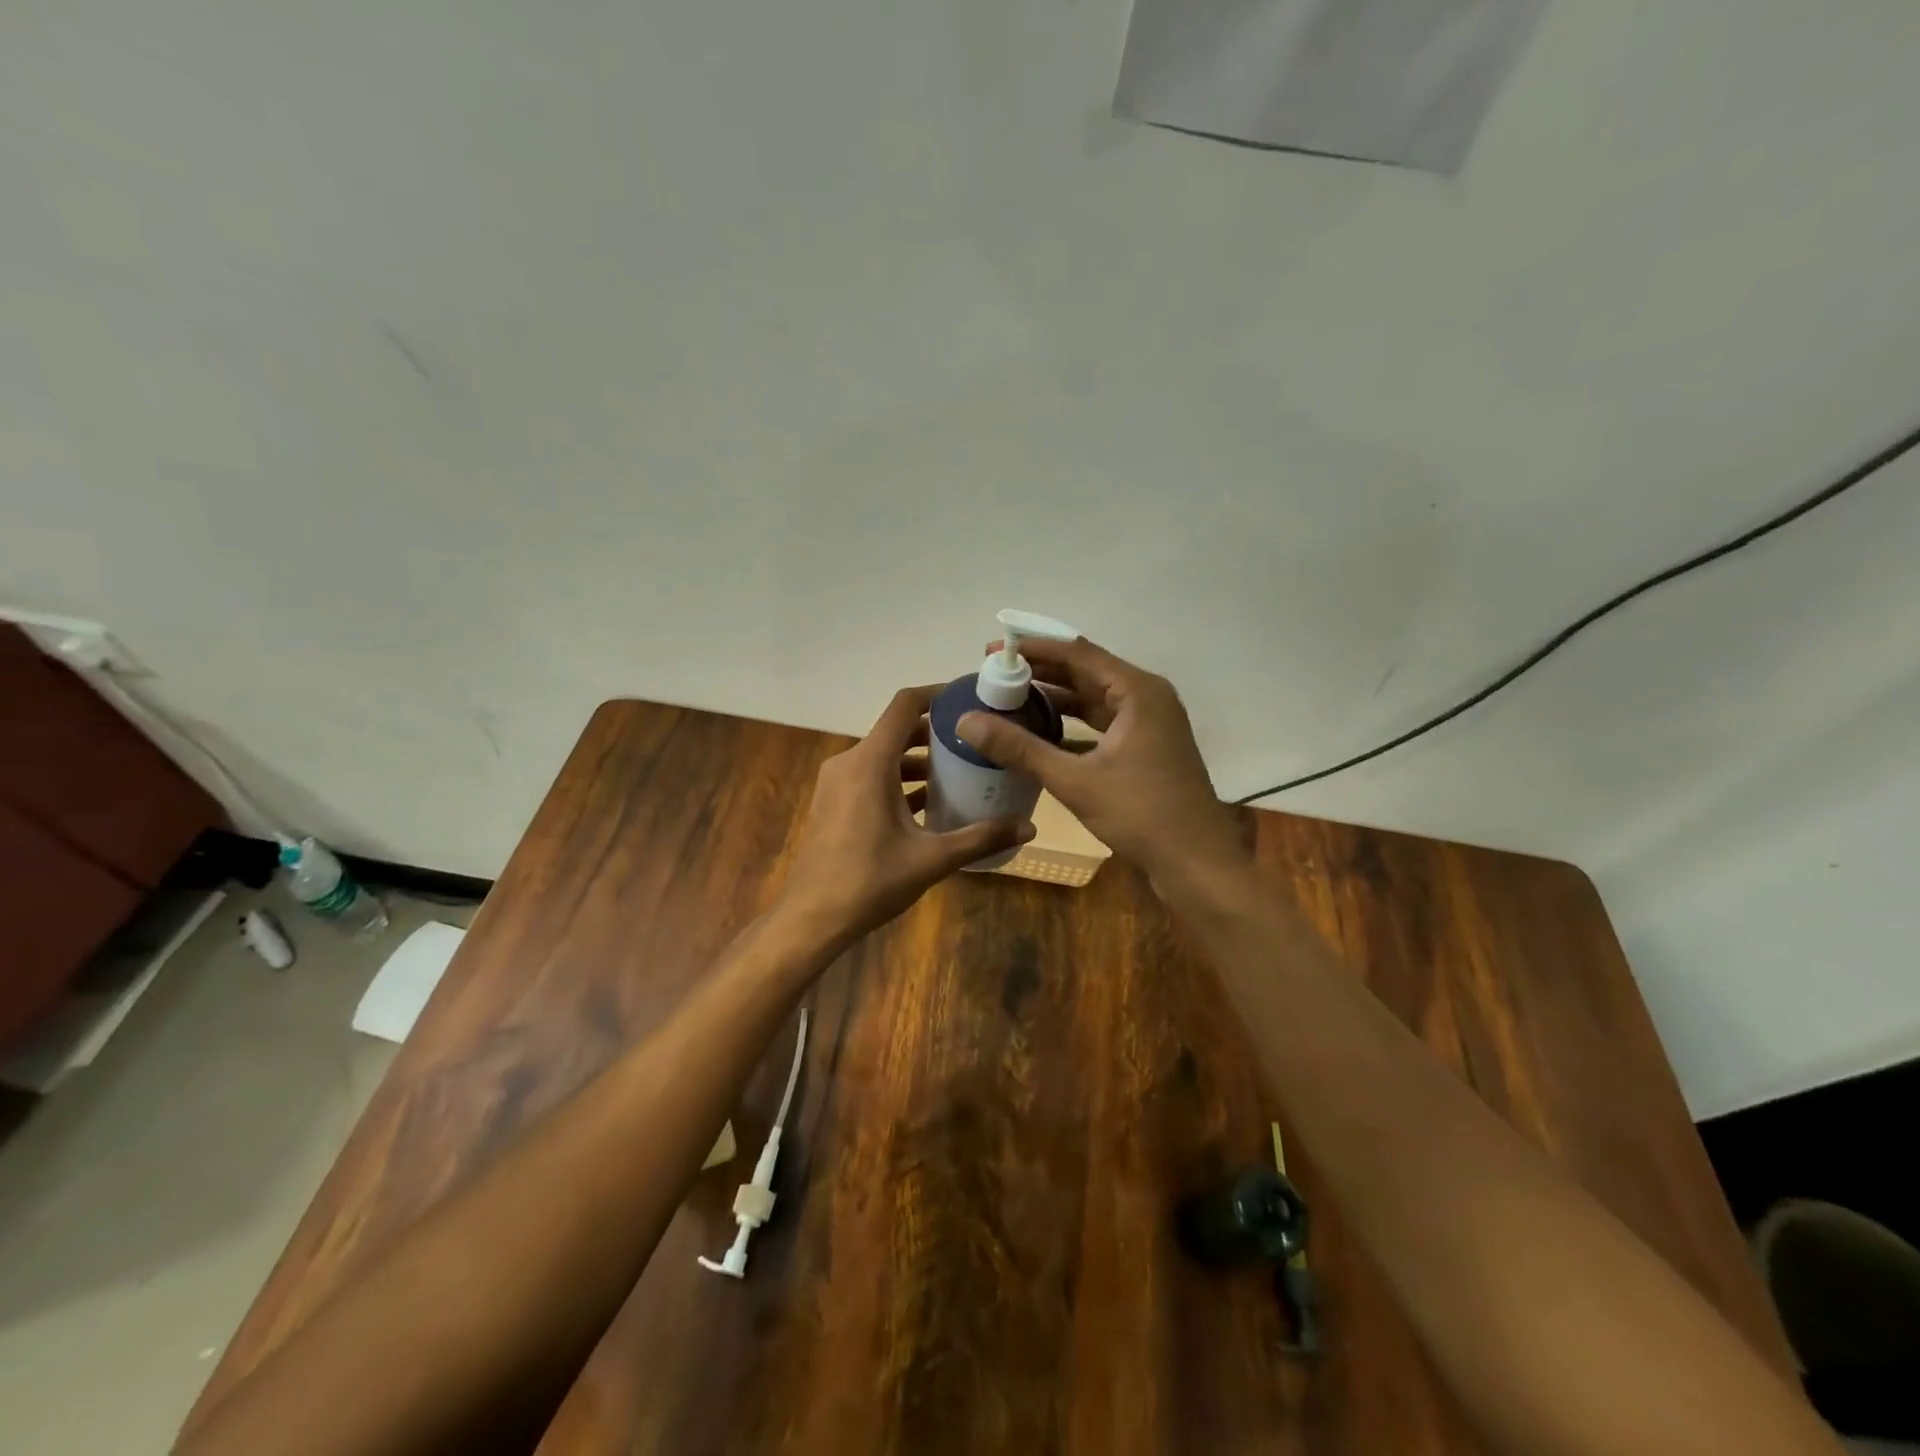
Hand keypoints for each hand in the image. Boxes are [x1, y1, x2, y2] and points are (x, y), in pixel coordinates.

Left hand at [778, 685, 1035, 947]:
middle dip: (935, 732)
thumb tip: (1029, 828)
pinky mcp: (832, 802)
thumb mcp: (932, 859)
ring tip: (958, 772)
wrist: (812, 918)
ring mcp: (836, 782)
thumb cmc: (870, 881)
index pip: (904, 705)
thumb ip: (981, 838)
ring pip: (883, 755)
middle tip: (974, 740)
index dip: (936, 694)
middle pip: (896, 730)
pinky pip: (870, 776)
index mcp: (870, 763)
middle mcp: (850, 762)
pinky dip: (898, 779)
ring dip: (917, 759)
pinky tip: (928, 803)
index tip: (968, 698)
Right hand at [956, 638, 1245, 888]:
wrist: (1196, 863)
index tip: (993, 651)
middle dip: (1041, 672)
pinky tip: (1040, 731)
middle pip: (1086, 672)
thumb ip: (1020, 748)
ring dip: (1056, 697)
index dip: (1033, 650)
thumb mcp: (1075, 780)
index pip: (1078, 654)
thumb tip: (966, 721)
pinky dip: (1072, 723)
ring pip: (1095, 698)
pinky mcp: (1147, 747)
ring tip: (1010, 698)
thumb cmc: (1141, 815)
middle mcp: (1147, 697)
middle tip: (995, 674)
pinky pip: (1103, 722)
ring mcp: (1150, 723)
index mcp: (1138, 692)